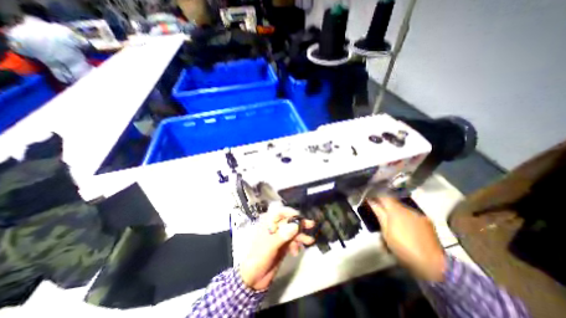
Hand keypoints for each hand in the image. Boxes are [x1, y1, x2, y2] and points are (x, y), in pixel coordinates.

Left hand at [240, 203, 315, 291]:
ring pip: (292, 231)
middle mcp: (274, 226)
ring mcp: (279, 235)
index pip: (280, 212)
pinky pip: (293, 240)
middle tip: (311, 224)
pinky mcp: (283, 244)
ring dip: (301, 236)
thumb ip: (283, 235)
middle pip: (288, 221)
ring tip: (309, 241)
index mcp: (267, 222)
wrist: (254, 278)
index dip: (291, 212)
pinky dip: (296, 244)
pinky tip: (296, 252)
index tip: (301, 216)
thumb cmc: (259, 258)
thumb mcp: (270, 246)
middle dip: (299, 224)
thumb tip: (295, 225)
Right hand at [370, 198, 448, 282]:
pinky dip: (406, 221)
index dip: (376, 197)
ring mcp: (420, 216)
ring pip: (403, 211)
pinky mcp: (428, 223)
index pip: (384, 196)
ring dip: (396, 215)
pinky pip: (412, 217)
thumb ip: (379, 214)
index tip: (370, 200)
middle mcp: (409, 209)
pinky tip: (405, 232)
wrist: (432, 265)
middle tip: (380, 218)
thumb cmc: (403, 247)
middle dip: (386, 208)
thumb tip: (372, 201)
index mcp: (396, 210)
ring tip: (393, 229)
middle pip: (393, 203)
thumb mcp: (386, 231)